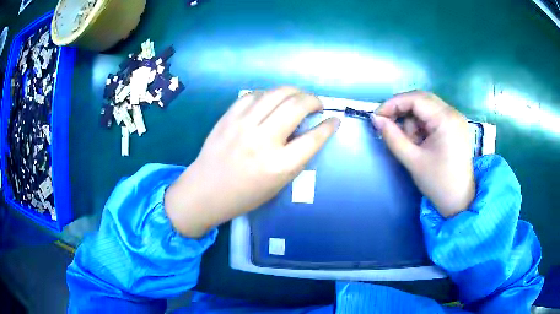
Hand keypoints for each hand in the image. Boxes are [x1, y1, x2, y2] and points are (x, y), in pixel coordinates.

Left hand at [165, 87, 339, 237]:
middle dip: (314, 100)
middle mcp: (263, 140)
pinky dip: (269, 94)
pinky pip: (254, 95)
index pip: (314, 138)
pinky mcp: (229, 117)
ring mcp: (243, 125)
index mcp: (279, 165)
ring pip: (277, 93)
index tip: (334, 120)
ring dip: (294, 91)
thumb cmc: (245, 195)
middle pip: (297, 106)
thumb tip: (311, 129)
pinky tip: (272, 100)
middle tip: (317, 105)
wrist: (206, 190)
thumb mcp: (278, 183)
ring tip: (299, 97)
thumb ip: (296, 156)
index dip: (329, 126)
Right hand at [372, 91, 474, 217]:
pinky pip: (433, 115)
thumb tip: (376, 119)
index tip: (378, 116)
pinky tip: (422, 141)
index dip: (393, 104)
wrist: (459, 200)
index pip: (415, 99)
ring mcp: (456, 118)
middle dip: (403, 110)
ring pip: (426, 106)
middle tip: (389, 125)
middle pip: (421, 99)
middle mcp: (453, 113)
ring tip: (413, 143)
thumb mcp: (412, 160)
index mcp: (446, 120)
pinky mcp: (456, 125)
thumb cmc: (437, 183)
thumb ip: (392, 137)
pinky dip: (422, 124)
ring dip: (413, 120)